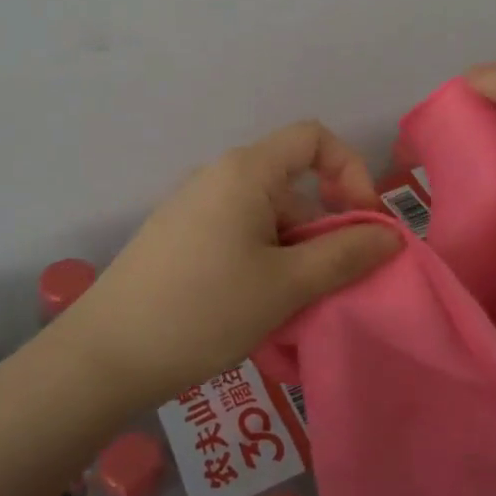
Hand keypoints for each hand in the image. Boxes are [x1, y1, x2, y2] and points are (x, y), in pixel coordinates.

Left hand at [54, 121, 403, 404]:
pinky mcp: (178, 241)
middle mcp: (218, 178)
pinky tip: (256, 312)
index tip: (362, 224)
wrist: (104, 356)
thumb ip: (345, 254)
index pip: (314, 138)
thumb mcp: (286, 285)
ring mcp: (193, 210)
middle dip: (323, 232)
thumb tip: (391, 235)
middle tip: (331, 287)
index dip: (350, 171)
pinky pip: (239, 239)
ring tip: (291, 311)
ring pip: (267, 220)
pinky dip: (263, 266)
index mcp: (245, 172)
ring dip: (294, 257)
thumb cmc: (204, 310)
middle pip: (293, 186)